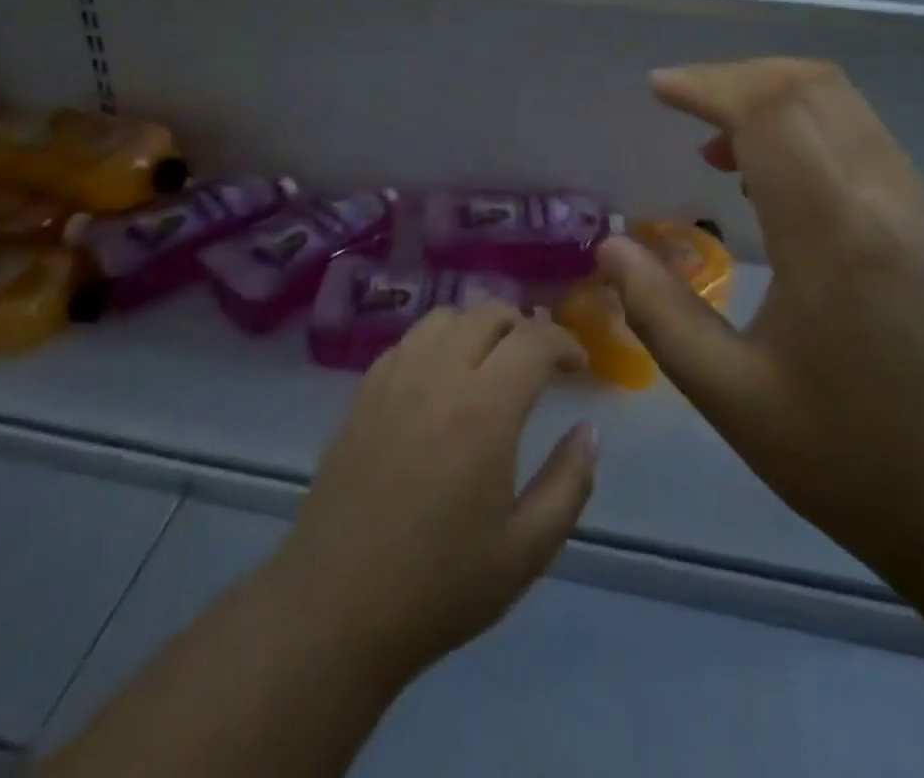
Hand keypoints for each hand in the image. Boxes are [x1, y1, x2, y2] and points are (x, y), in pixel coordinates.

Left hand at [267, 302, 597, 686]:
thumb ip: (569, 484)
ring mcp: (394, 379)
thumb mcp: (526, 551)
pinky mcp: (362, 393)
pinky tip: (440, 380)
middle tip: (539, 362)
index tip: (578, 365)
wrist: (336, 609)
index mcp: (484, 409)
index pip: (533, 341)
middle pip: (488, 314)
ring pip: (444, 317)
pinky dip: (437, 342)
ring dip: (477, 327)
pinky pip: (407, 341)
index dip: (564, 342)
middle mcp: (438, 376)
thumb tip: (588, 431)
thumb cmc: (439, 586)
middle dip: (524, 327)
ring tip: (490, 362)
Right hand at [598, 59, 923, 564]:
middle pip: (810, 85)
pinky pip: (862, 136)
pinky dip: (806, 127)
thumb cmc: (862, 462)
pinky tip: (773, 180)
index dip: (707, 85)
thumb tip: (611, 249)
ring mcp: (921, 203)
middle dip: (736, 78)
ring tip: (716, 146)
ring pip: (842, 103)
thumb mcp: (737, 399)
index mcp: (835, 233)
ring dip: (772, 99)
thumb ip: (662, 314)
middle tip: (681, 106)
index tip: (657, 90)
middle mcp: (886, 196)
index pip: (770, 110)